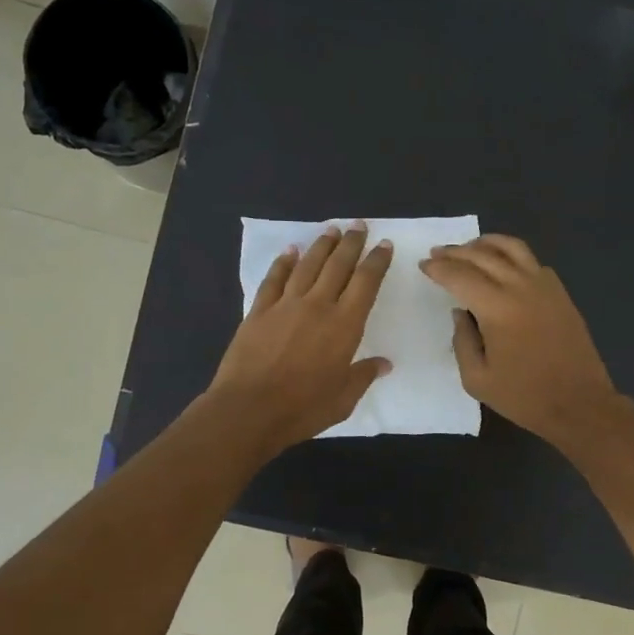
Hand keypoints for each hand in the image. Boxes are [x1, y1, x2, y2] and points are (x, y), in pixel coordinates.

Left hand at [207, 224, 392, 450]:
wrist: (249, 409)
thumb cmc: (303, 407)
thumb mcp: (343, 398)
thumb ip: (363, 376)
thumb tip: (384, 364)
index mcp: (344, 325)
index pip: (366, 283)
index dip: (377, 261)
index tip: (384, 245)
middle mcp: (318, 305)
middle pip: (338, 265)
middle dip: (351, 243)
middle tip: (359, 225)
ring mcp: (285, 305)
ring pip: (307, 265)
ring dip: (321, 245)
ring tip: (331, 230)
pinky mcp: (259, 311)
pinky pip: (274, 279)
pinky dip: (283, 263)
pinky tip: (290, 251)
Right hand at [420, 234, 620, 444]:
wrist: (579, 403)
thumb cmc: (524, 396)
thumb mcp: (478, 378)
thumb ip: (462, 341)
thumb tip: (460, 313)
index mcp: (497, 309)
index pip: (460, 276)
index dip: (439, 269)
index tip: (424, 265)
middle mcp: (521, 287)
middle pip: (483, 256)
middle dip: (456, 252)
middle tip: (438, 252)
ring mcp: (545, 287)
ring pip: (513, 248)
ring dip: (486, 243)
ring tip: (469, 247)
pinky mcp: (560, 293)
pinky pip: (533, 262)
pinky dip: (513, 255)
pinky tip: (504, 265)